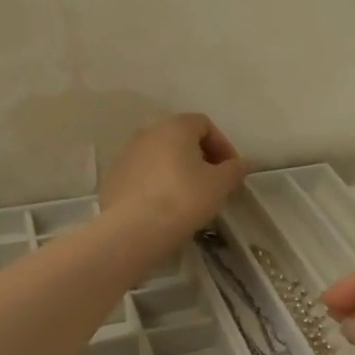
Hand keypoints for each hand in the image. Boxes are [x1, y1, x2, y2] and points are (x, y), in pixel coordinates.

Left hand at [99, 114, 247, 253]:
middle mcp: (148, 132)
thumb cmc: (184, 198)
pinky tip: (165, 206)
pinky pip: (143, 174)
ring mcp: (126, 154)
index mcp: (175, 127)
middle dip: (200, 157)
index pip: (205, 124)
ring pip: (160, 156)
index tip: (231, 170)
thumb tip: (241, 164)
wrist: (134, 230)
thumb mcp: (220, 184)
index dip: (223, 145)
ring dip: (178, 170)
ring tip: (189, 196)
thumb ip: (235, 169)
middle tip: (213, 182)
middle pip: (180, 138)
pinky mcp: (114, 178)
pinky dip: (158, 183)